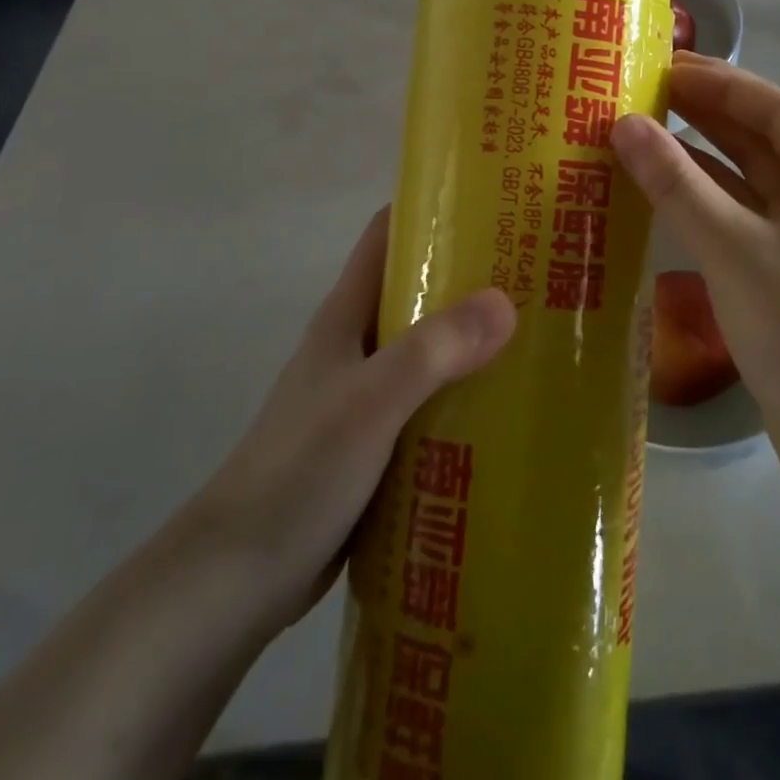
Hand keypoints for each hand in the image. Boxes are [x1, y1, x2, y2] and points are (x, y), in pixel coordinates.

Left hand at [186, 209, 515, 639]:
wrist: (237, 580)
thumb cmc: (299, 471)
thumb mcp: (369, 402)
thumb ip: (433, 350)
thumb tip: (506, 302)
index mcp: (347, 316)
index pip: (388, 235)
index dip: (432, 208)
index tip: (492, 200)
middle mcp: (359, 345)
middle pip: (419, 289)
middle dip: (473, 275)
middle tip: (539, 269)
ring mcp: (368, 396)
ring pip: (431, 349)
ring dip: (476, 339)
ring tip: (542, 332)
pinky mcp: (379, 443)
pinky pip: (433, 402)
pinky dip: (467, 394)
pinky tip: (511, 406)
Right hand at [611, 54, 779, 480]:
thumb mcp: (734, 251)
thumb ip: (677, 183)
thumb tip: (624, 124)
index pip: (774, 107)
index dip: (717, 82)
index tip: (661, 64)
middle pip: (766, 139)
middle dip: (706, 116)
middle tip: (642, 93)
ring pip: (757, 181)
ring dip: (705, 159)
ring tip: (643, 134)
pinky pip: (753, 218)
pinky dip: (714, 203)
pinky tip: (667, 192)